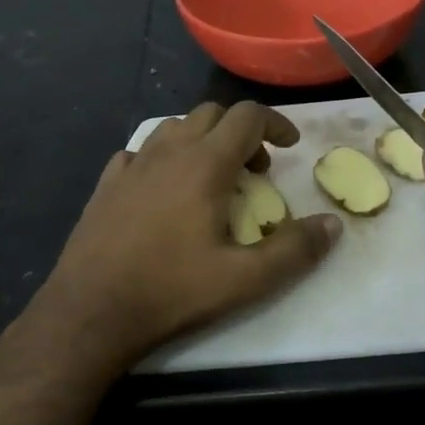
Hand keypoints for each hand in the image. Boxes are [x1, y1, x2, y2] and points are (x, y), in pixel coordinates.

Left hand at [23, 102, 340, 377]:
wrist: (92, 310)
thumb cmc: (172, 290)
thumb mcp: (245, 279)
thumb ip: (294, 250)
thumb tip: (332, 225)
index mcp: (204, 164)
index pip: (247, 116)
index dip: (276, 124)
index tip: (290, 146)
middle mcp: (167, 152)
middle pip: (211, 114)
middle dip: (241, 132)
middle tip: (255, 171)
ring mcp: (131, 165)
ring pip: (174, 127)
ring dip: (202, 140)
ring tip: (212, 178)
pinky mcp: (106, 184)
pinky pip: (140, 152)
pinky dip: (163, 158)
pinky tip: (164, 190)